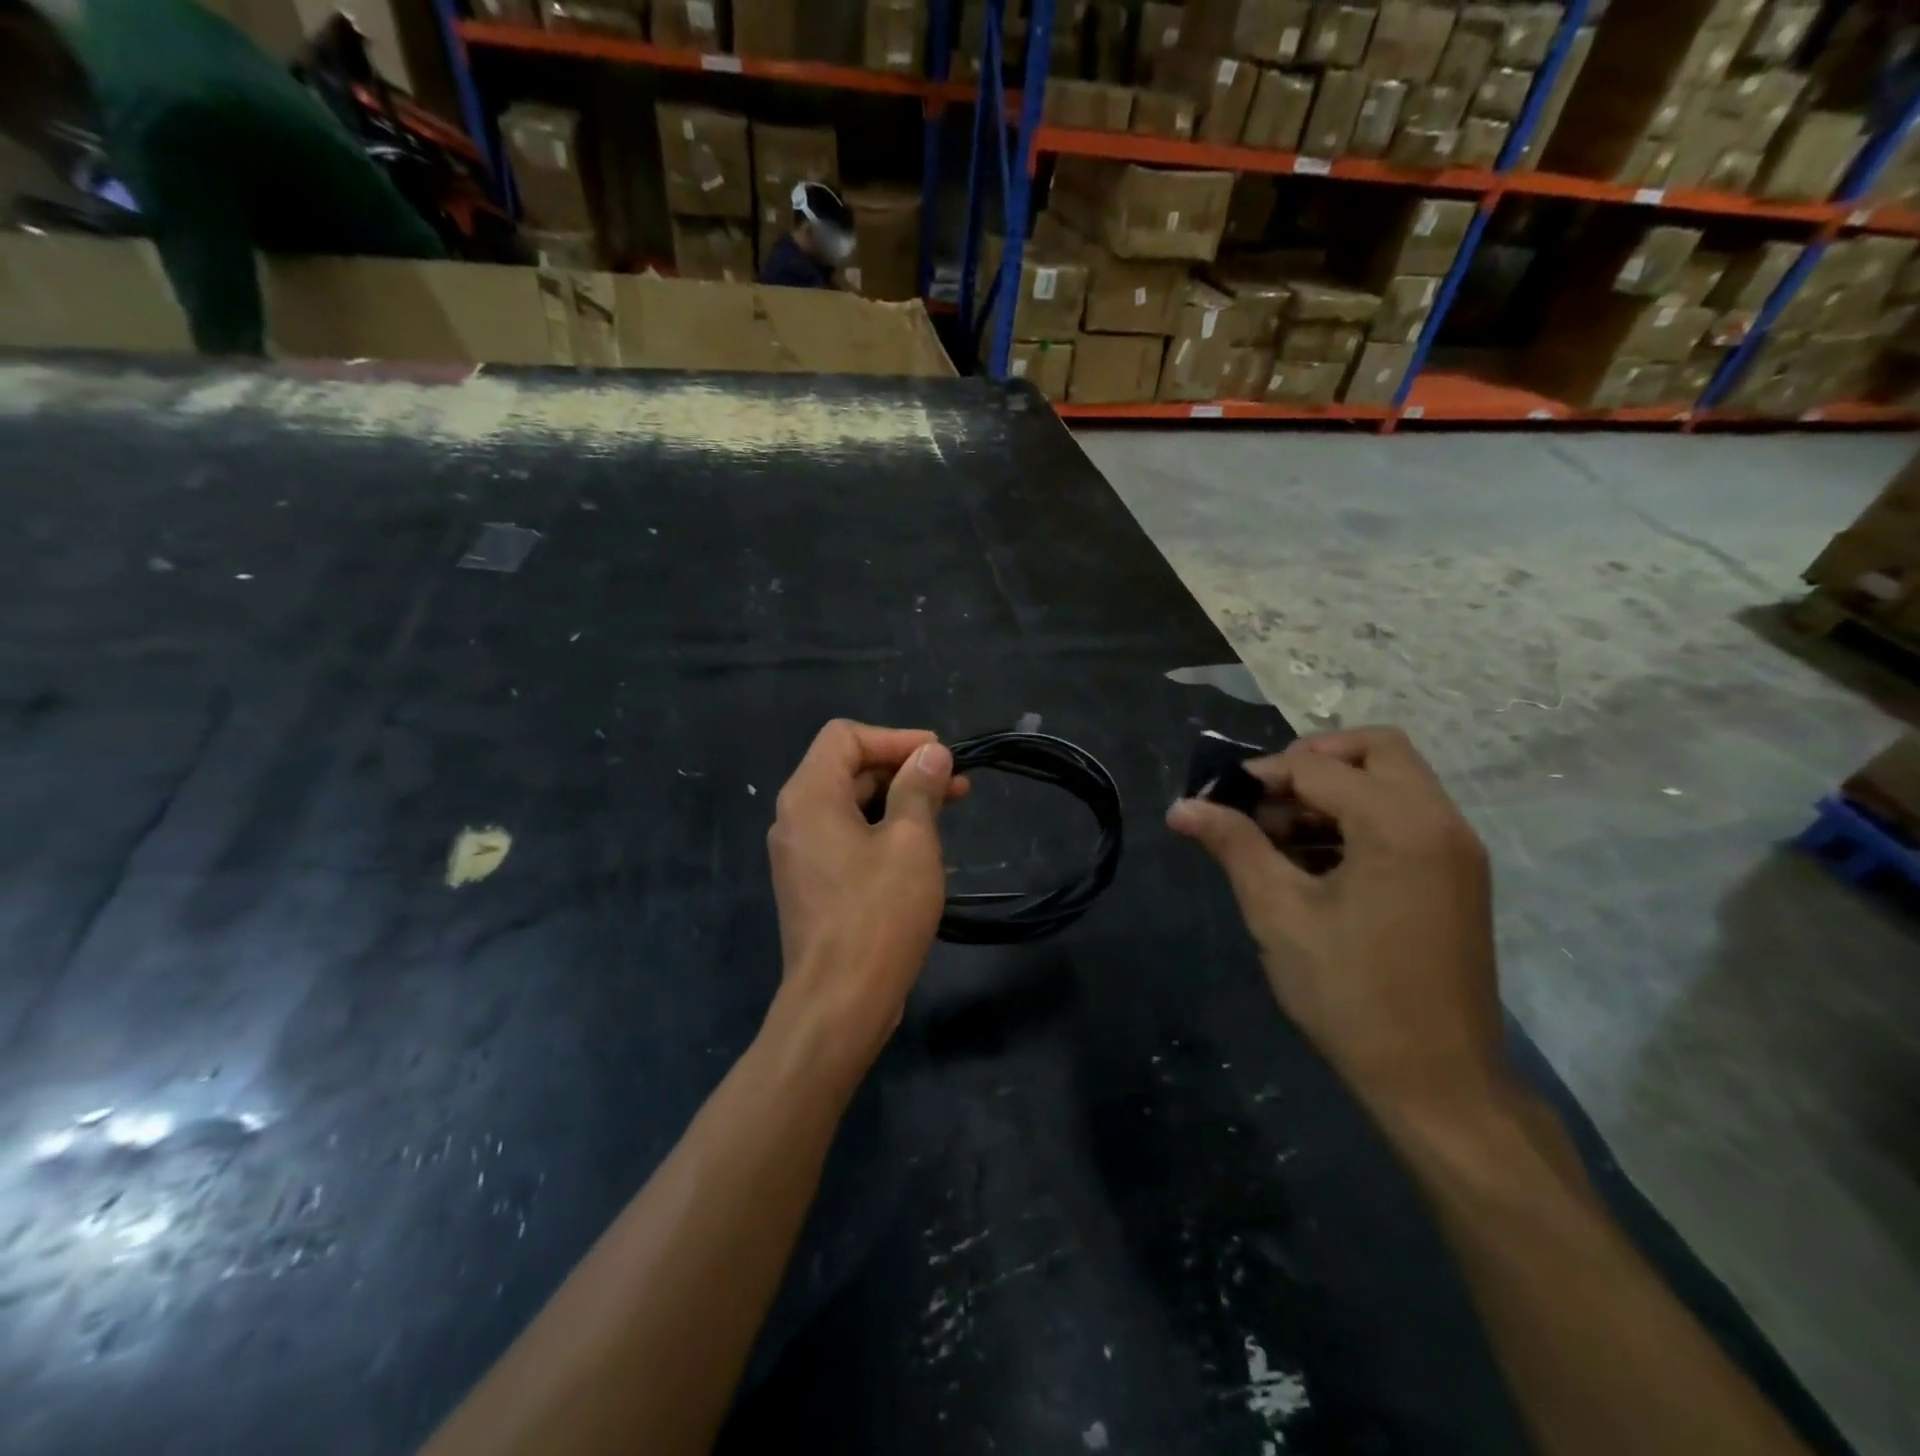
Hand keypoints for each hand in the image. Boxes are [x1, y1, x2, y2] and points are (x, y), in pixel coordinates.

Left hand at [767, 720, 968, 1070]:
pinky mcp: (813, 883)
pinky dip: (884, 831)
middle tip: (956, 785)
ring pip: (851, 805)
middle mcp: (796, 817)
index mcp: (810, 795)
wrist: (840, 1002)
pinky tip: (922, 848)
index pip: (845, 736)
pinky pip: (848, 838)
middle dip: (903, 770)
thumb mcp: (911, 841)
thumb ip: (918, 788)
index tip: (940, 756)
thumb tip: (930, 754)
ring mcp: (801, 853)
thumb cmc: (878, 914)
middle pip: (848, 769)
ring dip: (899, 801)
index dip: (895, 738)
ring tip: (948, 811)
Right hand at [1166, 727, 1503, 1116]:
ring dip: (1333, 791)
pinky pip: (1405, 817)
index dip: (1259, 775)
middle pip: (1375, 750)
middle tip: (1262, 798)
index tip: (1216, 800)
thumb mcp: (1278, 913)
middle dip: (1311, 761)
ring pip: (1393, 781)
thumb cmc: (1350, 994)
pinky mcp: (1457, 876)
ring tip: (1276, 835)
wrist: (1437, 1082)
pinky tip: (1312, 861)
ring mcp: (1456, 849)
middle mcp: (1439, 822)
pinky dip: (1358, 818)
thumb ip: (1232, 846)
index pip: (1318, 766)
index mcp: (1399, 825)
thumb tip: (1182, 807)